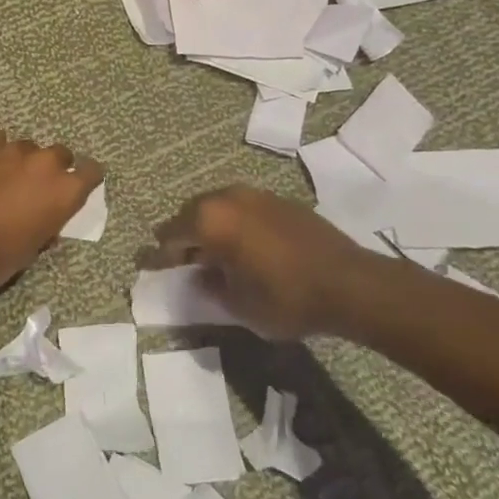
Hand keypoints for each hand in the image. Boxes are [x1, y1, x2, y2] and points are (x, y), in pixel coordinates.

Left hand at [0, 131, 102, 296]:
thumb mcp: (31, 250)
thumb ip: (45, 227)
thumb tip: (45, 224)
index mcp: (64, 191)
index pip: (91, 171)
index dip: (86, 178)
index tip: (79, 186)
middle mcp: (43, 163)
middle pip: (59, 154)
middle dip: (52, 167)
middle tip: (37, 186)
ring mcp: (10, 151)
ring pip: (26, 146)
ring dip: (21, 160)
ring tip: (6, 177)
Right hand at [151, 185, 397, 340]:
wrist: (350, 284)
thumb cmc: (285, 297)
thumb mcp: (237, 304)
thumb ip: (210, 286)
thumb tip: (199, 274)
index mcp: (210, 220)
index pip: (170, 235)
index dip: (158, 255)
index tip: (149, 266)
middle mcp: (227, 198)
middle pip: (191, 214)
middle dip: (183, 237)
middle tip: (181, 261)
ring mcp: (256, 195)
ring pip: (218, 208)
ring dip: (210, 227)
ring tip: (213, 254)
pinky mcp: (280, 201)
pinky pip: (242, 209)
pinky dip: (234, 224)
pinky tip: (244, 246)